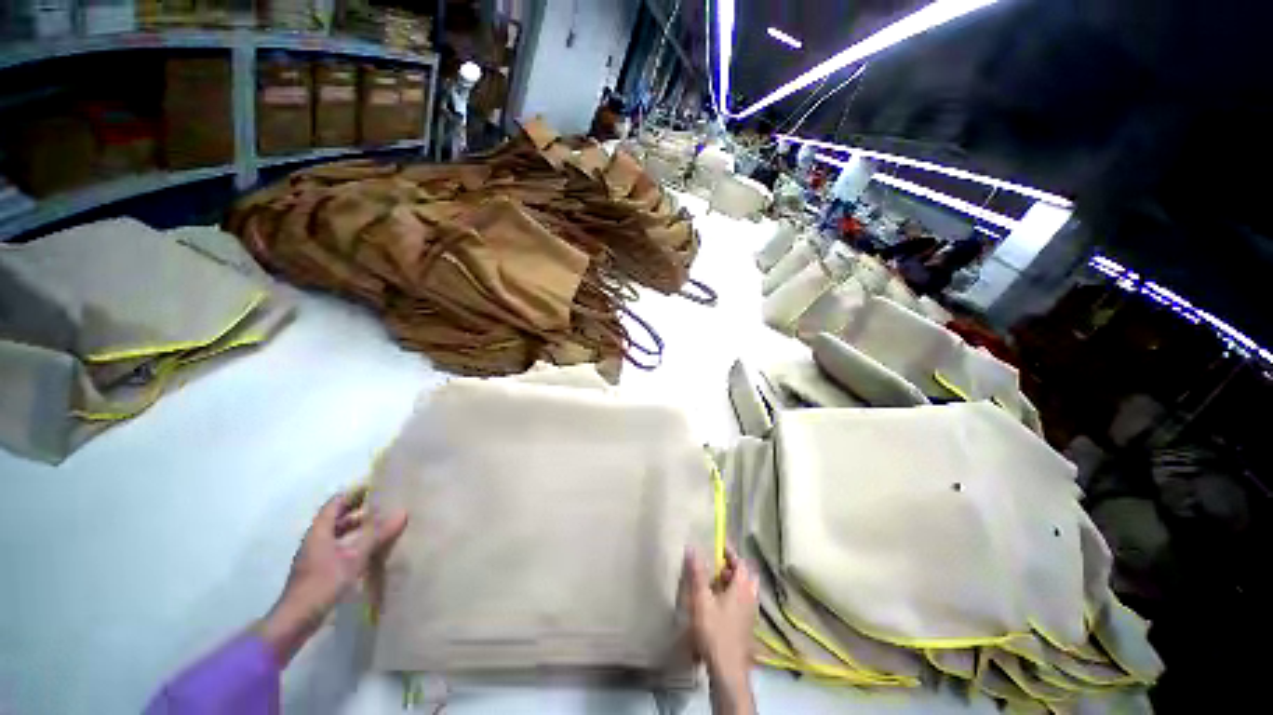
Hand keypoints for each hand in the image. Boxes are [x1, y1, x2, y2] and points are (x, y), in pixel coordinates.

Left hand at [260, 490, 408, 664]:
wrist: (296, 620)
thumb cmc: (322, 583)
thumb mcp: (354, 558)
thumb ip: (377, 535)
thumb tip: (403, 511)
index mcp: (319, 531)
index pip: (336, 503)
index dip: (354, 493)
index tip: (377, 486)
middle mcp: (316, 539)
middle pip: (336, 517)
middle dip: (358, 509)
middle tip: (384, 503)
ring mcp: (316, 556)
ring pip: (338, 533)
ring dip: (357, 527)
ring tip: (381, 524)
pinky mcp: (319, 570)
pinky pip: (339, 547)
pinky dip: (354, 542)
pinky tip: (369, 549)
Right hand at [685, 547, 758, 714]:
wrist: (728, 670)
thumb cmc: (715, 632)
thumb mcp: (702, 600)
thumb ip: (697, 574)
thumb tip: (692, 547)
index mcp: (743, 587)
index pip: (740, 561)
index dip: (729, 552)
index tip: (718, 544)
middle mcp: (751, 597)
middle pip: (745, 575)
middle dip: (732, 566)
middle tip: (716, 564)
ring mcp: (751, 613)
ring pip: (745, 589)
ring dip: (732, 581)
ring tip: (714, 581)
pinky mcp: (747, 625)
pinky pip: (743, 601)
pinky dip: (733, 595)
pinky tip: (718, 602)